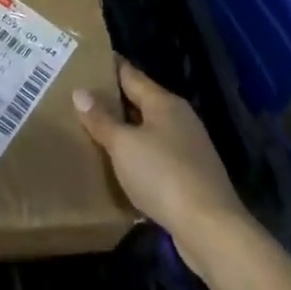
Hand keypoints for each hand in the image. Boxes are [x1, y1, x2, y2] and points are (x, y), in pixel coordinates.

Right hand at [74, 60, 248, 272]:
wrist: (210, 228)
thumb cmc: (163, 175)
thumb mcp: (123, 145)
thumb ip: (101, 119)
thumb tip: (80, 92)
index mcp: (164, 103)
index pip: (131, 75)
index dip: (109, 66)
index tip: (86, 60)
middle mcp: (179, 119)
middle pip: (141, 102)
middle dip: (113, 100)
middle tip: (80, 97)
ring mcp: (188, 148)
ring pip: (149, 131)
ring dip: (125, 131)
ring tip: (94, 131)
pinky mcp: (191, 176)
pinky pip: (156, 157)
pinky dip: (137, 156)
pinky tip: (120, 166)